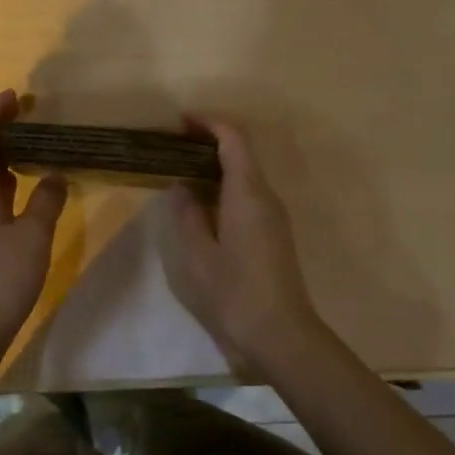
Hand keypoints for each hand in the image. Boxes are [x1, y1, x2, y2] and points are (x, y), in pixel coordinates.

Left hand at [0, 90, 67, 344]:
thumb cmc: (1, 276)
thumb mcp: (34, 234)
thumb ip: (46, 200)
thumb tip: (54, 176)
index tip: (15, 95)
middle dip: (2, 135)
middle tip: (33, 123)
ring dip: (3, 163)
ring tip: (33, 155)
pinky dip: (1, 187)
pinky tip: (22, 197)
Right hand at [169, 115, 331, 368]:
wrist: (281, 333)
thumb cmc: (234, 292)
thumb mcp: (198, 255)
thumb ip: (187, 215)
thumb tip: (180, 186)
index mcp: (247, 193)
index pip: (234, 139)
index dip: (209, 123)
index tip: (181, 121)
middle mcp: (266, 195)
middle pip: (242, 151)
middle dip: (210, 140)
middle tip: (174, 145)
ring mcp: (274, 214)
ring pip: (246, 172)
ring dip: (217, 163)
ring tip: (182, 169)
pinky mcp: (274, 231)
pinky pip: (249, 192)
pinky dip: (225, 184)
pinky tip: (203, 200)